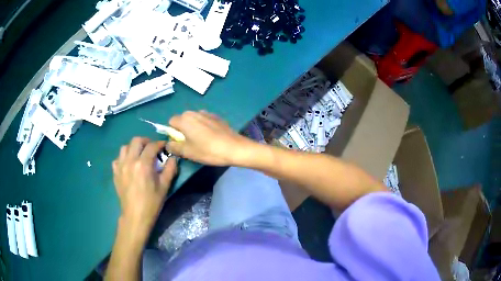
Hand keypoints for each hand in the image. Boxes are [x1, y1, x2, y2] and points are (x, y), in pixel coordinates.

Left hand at [112, 137, 176, 237]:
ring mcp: (120, 166)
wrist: (135, 216)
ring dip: (133, 147)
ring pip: (124, 147)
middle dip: (146, 141)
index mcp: (143, 164)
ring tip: (139, 154)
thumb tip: (173, 158)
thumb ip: (170, 169)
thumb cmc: (152, 202)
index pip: (152, 146)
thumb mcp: (164, 186)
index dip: (160, 143)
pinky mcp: (115, 173)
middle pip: (136, 141)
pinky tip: (129, 165)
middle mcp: (130, 161)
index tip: (164, 146)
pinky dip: (123, 158)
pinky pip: (117, 159)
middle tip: (152, 148)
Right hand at [166, 111, 253, 165]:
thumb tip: (167, 144)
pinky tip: (212, 137)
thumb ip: (173, 147)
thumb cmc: (208, 150)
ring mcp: (207, 113)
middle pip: (182, 119)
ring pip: (194, 120)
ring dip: (193, 128)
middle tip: (190, 143)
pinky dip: (204, 127)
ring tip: (202, 141)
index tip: (180, 143)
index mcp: (185, 119)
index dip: (172, 132)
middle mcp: (194, 112)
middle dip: (183, 130)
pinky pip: (204, 120)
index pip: (171, 122)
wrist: (234, 148)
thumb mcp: (187, 152)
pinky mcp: (217, 117)